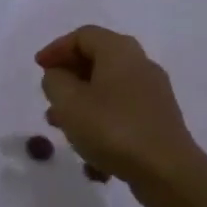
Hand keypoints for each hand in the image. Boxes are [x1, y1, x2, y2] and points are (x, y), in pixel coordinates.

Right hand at [35, 25, 204, 202]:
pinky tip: (92, 154)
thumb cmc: (113, 129)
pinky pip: (123, 112)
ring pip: (108, 89)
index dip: (57, 49)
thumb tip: (58, 75)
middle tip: (50, 100)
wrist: (167, 171)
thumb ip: (55, 82)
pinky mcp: (158, 119)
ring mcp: (153, 92)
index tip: (38, 69)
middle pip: (97, 60)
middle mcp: (140, 63)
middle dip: (69, 80)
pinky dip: (102, 123)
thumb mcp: (69, 103)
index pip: (83, 35)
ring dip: (83, 105)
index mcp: (119, 50)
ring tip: (63, 130)